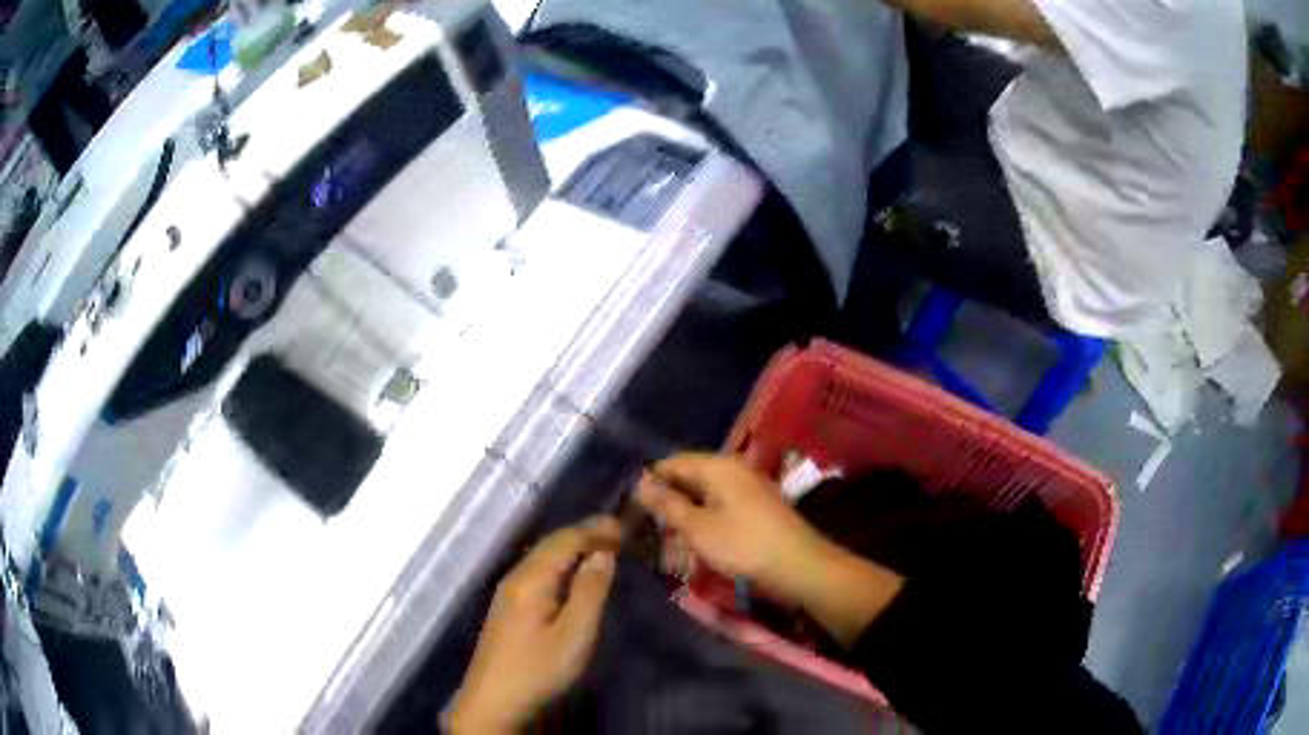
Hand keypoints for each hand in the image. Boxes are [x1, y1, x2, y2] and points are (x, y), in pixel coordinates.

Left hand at [447, 518, 621, 733]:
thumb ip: (589, 591)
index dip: (594, 530)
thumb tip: (603, 553)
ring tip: (600, 548)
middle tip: (617, 532)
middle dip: (583, 534)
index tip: (624, 526)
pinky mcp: (507, 608)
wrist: (493, 700)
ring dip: (571, 548)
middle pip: (550, 545)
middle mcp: (515, 577)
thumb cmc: (538, 669)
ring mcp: (507, 593)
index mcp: (530, 579)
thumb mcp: (574, 634)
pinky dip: (560, 564)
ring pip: (542, 558)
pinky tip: (571, 575)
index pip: (565, 540)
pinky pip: (537, 572)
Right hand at [635, 452, 826, 603]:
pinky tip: (697, 534)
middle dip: (669, 495)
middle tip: (647, 522)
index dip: (651, 480)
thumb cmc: (743, 545)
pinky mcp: (758, 504)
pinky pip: (722, 501)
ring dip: (687, 507)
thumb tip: (641, 483)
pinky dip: (705, 514)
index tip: (633, 505)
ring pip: (707, 489)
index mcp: (719, 466)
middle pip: (691, 473)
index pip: (674, 462)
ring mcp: (749, 485)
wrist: (798, 564)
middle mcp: (734, 468)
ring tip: (668, 532)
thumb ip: (668, 504)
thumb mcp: (698, 527)